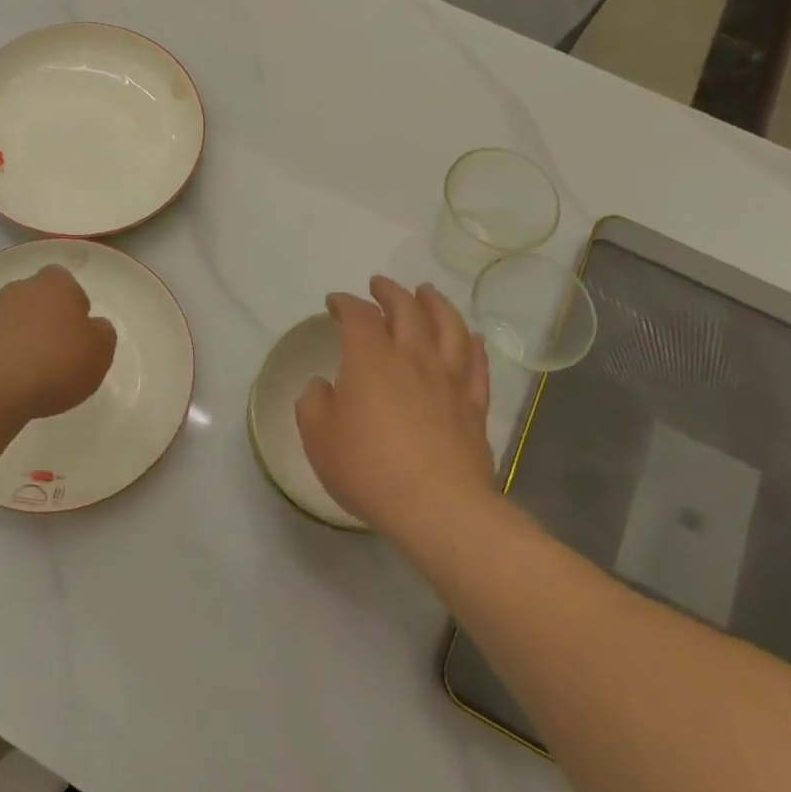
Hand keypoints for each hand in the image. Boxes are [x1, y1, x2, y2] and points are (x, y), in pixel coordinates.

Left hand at [0, 264, 116, 421]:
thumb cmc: (55, 363)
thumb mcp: (99, 352)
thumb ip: (103, 333)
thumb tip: (94, 326)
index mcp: (55, 284)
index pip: (66, 282)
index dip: (74, 306)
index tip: (78, 334)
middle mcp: (19, 288)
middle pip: (38, 299)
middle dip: (46, 321)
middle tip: (58, 354)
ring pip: (13, 320)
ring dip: (22, 339)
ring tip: (32, 374)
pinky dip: (1, 357)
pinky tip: (8, 382)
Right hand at [295, 277, 494, 541]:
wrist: (437, 507)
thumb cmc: (368, 468)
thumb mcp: (318, 437)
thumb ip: (314, 403)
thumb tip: (323, 385)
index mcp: (371, 359)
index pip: (358, 316)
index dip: (346, 303)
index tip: (335, 302)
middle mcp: (413, 358)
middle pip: (407, 310)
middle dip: (391, 292)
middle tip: (380, 284)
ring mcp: (449, 380)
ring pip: (449, 327)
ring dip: (436, 304)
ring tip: (427, 293)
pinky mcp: (474, 405)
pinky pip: (476, 365)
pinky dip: (472, 345)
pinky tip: (471, 338)